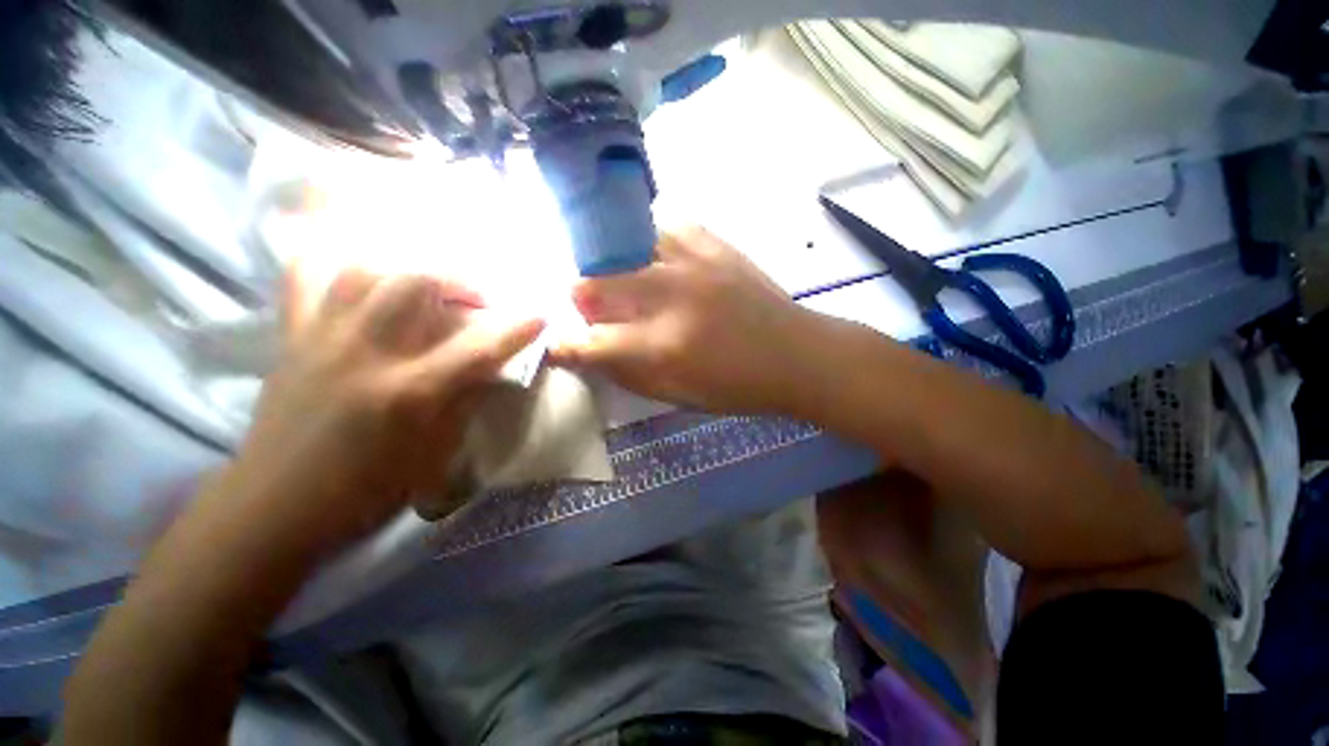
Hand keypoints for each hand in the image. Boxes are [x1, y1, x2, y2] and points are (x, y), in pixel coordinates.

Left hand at [223, 266, 543, 553]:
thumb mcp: (434, 455)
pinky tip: (359, 272)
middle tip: (478, 299)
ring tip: (427, 287)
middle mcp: (367, 354)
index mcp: (409, 392)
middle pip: (416, 284)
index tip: (540, 315)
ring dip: (408, 269)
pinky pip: (304, 279)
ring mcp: (323, 339)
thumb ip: (465, 401)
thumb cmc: (366, 491)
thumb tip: (490, 367)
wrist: (274, 508)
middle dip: (460, 280)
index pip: (479, 347)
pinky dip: (331, 262)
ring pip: (365, 270)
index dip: (517, 328)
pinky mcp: (292, 339)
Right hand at [554, 227, 820, 413]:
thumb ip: (628, 373)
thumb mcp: (679, 395)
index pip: (591, 341)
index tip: (556, 343)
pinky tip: (655, 256)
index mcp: (663, 346)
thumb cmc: (737, 387)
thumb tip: (590, 351)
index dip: (564, 345)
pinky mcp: (713, 243)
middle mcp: (670, 297)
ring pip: (622, 246)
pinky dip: (649, 240)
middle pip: (595, 283)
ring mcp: (692, 262)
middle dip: (583, 299)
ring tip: (623, 279)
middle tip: (593, 309)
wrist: (796, 354)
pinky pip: (663, 224)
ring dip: (612, 266)